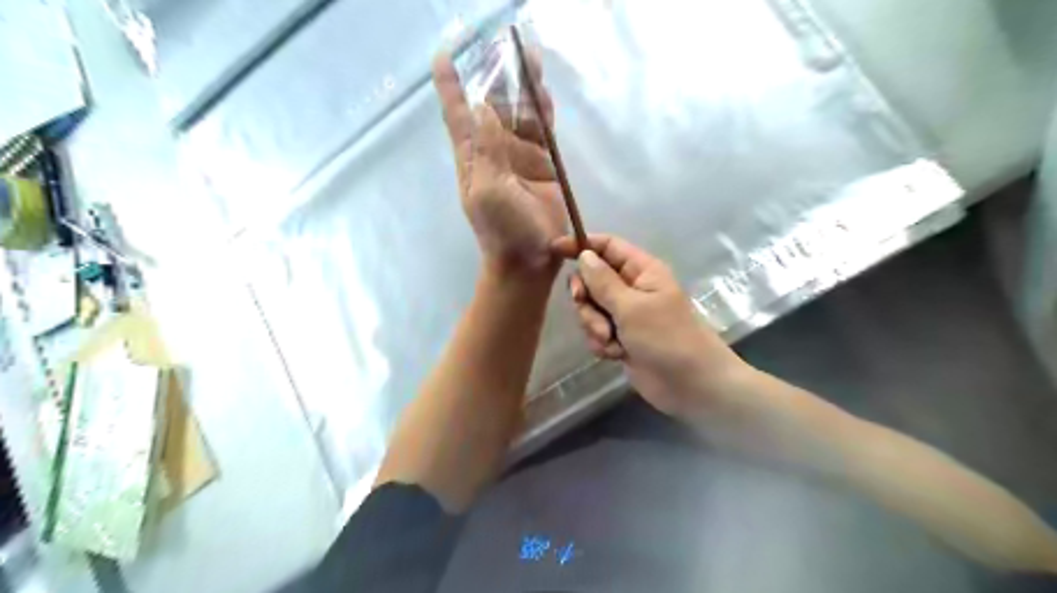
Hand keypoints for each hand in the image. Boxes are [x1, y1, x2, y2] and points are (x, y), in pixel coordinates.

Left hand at [429, 50, 565, 271]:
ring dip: (524, 88)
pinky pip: (542, 131)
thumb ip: (487, 150)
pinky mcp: (543, 165)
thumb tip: (483, 106)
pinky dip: (543, 111)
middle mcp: (494, 152)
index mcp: (473, 158)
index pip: (458, 115)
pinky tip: (544, 93)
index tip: (445, 55)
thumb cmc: (503, 230)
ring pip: (520, 114)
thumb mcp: (489, 191)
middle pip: (494, 105)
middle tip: (507, 44)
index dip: (450, 86)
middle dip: (498, 76)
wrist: (529, 259)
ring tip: (530, 56)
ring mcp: (519, 157)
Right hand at [549, 234, 746, 418]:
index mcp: (641, 271)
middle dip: (586, 298)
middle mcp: (631, 288)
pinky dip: (601, 343)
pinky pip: (596, 332)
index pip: (607, 246)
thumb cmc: (666, 337)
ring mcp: (625, 315)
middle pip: (592, 280)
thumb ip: (603, 281)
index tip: (555, 250)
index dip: (581, 245)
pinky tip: (616, 354)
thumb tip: (584, 254)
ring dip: (594, 325)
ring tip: (611, 340)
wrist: (689, 384)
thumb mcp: (631, 306)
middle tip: (589, 309)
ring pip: (590, 309)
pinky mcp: (620, 338)